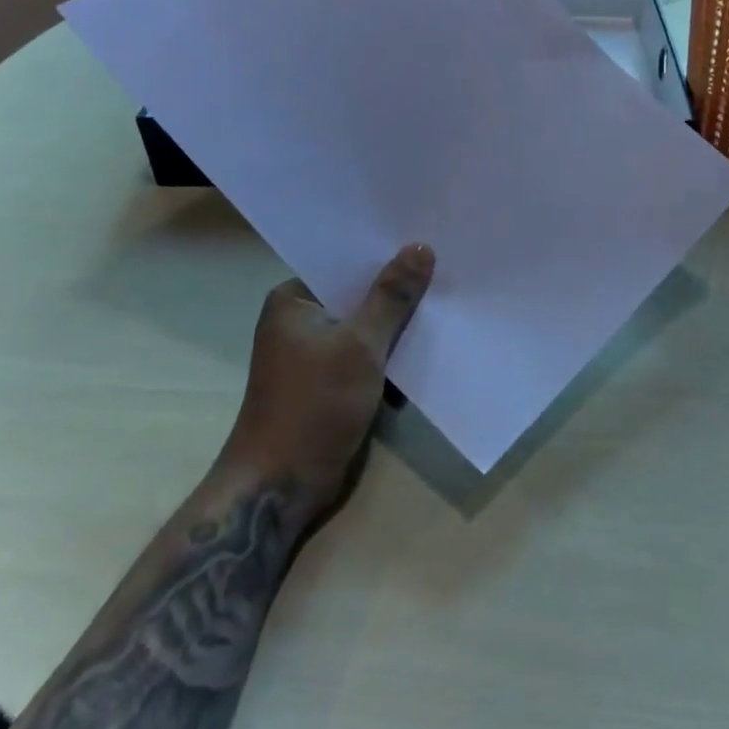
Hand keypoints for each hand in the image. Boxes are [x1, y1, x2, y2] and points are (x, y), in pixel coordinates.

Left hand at [225, 243, 434, 522]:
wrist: (280, 487)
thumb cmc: (313, 405)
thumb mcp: (360, 345)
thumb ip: (392, 297)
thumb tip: (420, 247)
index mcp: (294, 300)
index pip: (345, 262)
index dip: (386, 253)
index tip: (428, 241)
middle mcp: (302, 320)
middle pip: (359, 294)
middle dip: (399, 291)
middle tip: (447, 269)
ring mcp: (315, 354)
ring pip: (367, 326)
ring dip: (399, 325)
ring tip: (447, 303)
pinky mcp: (330, 383)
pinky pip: (368, 355)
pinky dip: (392, 355)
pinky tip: (429, 348)